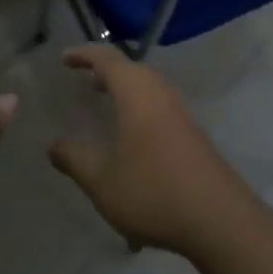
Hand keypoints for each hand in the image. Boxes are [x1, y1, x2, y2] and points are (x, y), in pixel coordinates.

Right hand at [48, 45, 259, 257]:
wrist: (219, 219)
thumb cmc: (153, 191)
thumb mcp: (102, 180)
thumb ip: (75, 159)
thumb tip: (53, 145)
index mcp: (136, 93)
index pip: (107, 59)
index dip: (83, 54)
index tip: (64, 58)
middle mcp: (161, 93)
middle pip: (131, 70)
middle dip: (106, 71)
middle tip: (85, 80)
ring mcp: (181, 113)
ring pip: (148, 90)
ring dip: (126, 93)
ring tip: (107, 107)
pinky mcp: (193, 134)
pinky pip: (159, 110)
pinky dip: (140, 113)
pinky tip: (132, 147)